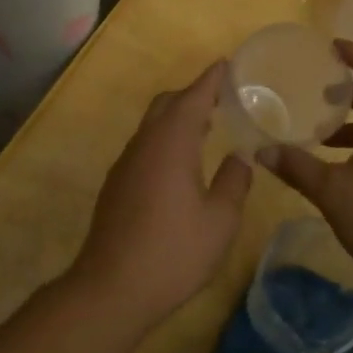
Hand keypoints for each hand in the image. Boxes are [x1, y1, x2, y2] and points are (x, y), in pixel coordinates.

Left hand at [72, 61, 252, 331]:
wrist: (111, 288)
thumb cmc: (173, 252)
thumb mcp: (220, 221)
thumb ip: (234, 182)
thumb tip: (241, 156)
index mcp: (171, 143)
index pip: (194, 97)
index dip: (211, 79)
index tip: (227, 64)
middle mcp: (145, 144)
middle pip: (167, 104)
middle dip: (193, 95)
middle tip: (222, 99)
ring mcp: (126, 163)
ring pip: (153, 125)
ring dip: (178, 118)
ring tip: (207, 127)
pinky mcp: (117, 184)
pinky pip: (144, 146)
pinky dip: (165, 139)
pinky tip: (180, 164)